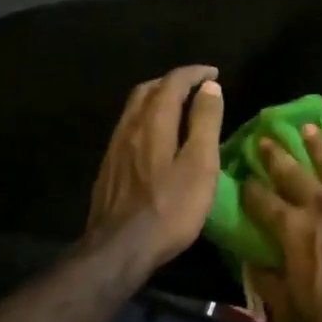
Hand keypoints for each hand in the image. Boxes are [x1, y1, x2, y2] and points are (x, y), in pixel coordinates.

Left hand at [85, 66, 224, 275]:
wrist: (119, 248)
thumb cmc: (169, 207)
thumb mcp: (200, 164)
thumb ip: (205, 122)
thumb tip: (210, 87)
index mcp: (154, 121)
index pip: (172, 82)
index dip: (194, 73)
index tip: (213, 74)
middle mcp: (130, 126)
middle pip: (147, 89)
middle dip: (172, 82)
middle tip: (195, 88)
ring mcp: (115, 147)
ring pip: (134, 108)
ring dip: (156, 99)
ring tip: (177, 108)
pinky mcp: (108, 167)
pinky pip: (128, 128)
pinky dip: (145, 119)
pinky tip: (154, 139)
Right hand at [243, 126, 321, 321]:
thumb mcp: (299, 318)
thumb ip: (271, 286)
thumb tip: (250, 263)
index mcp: (295, 232)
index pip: (263, 202)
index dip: (251, 189)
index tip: (244, 177)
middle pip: (293, 172)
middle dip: (276, 155)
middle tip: (267, 137)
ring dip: (316, 144)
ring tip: (307, 130)